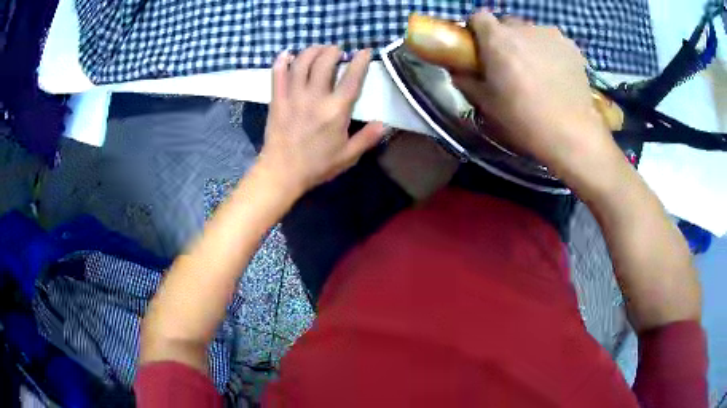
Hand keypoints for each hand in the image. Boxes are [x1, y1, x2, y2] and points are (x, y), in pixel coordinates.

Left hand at [257, 46, 386, 196]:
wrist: (282, 173)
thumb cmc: (316, 165)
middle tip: (337, 50)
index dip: (360, 61)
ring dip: (311, 51)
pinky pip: (277, 75)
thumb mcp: (347, 156)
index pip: (352, 78)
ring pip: (302, 63)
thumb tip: (384, 124)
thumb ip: (366, 138)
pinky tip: (287, 54)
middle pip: (324, 62)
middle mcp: (315, 97)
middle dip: (333, 51)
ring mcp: (293, 96)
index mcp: (336, 111)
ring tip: (318, 49)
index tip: (364, 51)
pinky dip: (281, 61)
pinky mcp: (277, 100)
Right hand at [451, 11, 622, 179]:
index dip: (477, 31)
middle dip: (505, 39)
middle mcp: (524, 27)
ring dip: (529, 45)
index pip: (478, 17)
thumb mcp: (486, 105)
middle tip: (510, 65)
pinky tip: (557, 76)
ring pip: (532, 32)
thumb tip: (459, 69)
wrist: (573, 135)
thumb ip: (466, 80)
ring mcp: (551, 35)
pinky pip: (553, 43)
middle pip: (507, 24)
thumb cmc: (525, 120)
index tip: (481, 50)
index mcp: (497, 38)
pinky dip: (551, 53)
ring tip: (538, 73)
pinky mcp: (573, 47)